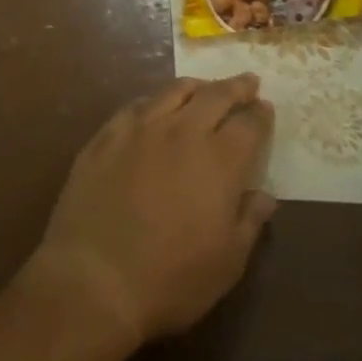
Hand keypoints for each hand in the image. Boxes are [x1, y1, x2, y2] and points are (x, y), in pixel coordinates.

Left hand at [24, 75, 275, 349]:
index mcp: (219, 161)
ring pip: (174, 91)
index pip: (248, 125)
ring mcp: (140, 128)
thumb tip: (265, 195)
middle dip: (235, 87)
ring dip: (196, 86)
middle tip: (247, 82)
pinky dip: (155, 101)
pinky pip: (137, 106)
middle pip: (214, 96)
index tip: (266, 106)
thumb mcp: (227, 263)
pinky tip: (155, 107)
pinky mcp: (107, 134)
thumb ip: (249, 221)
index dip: (260, 114)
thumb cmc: (171, 279)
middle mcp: (182, 131)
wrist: (95, 276)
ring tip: (204, 87)